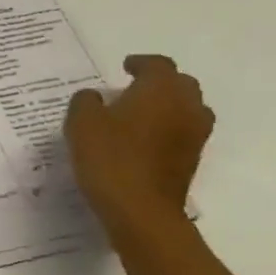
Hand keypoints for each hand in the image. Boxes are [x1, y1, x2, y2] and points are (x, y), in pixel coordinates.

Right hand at [64, 55, 213, 244]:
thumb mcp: (81, 123)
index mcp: (161, 89)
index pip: (157, 65)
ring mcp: (194, 135)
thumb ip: (86, 102)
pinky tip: (144, 141)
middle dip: (160, 82)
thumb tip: (94, 97)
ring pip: (188, 109)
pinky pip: (183, 133)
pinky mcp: (192, 161)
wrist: (141, 211)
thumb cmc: (110, 158)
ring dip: (169, 107)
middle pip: (181, 84)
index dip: (141, 63)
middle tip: (134, 89)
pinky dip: (169, 130)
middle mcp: (185, 106)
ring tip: (141, 115)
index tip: (125, 67)